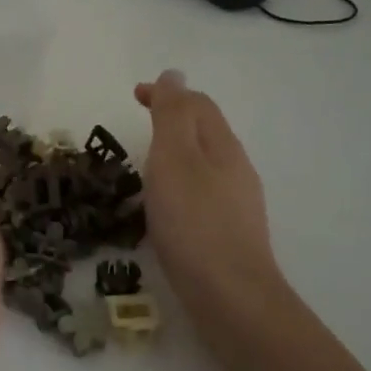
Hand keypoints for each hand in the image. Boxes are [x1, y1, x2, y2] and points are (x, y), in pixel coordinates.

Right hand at [134, 70, 285, 316]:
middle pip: (205, 130)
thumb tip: (175, 75)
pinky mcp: (229, 232)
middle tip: (138, 123)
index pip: (198, 105)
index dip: (167, 93)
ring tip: (147, 161)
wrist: (230, 295)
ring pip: (205, 162)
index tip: (134, 94)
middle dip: (173, 118)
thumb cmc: (194, 223)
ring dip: (177, 150)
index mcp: (222, 146)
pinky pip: (203, 190)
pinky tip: (166, 204)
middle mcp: (235, 169)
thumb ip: (172, 115)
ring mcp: (236, 202)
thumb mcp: (175, 159)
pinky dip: (181, 181)